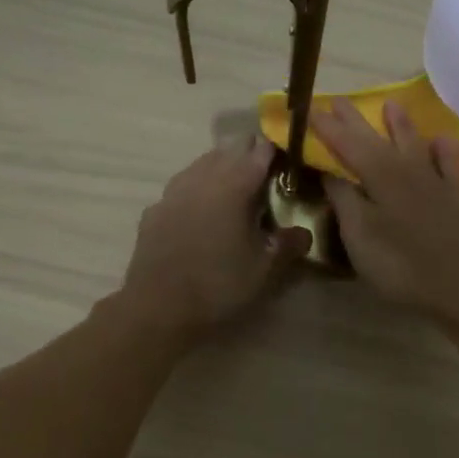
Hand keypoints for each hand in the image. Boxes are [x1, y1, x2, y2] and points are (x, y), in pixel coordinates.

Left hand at [120, 139, 310, 338]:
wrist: (158, 308)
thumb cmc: (219, 285)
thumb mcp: (265, 270)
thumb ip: (289, 245)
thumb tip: (304, 232)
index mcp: (234, 185)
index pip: (259, 150)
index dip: (276, 150)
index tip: (288, 160)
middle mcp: (203, 178)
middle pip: (229, 149)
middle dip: (249, 154)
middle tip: (266, 174)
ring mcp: (173, 191)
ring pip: (202, 164)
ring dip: (221, 167)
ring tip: (234, 187)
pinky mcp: (154, 210)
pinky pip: (181, 187)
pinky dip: (196, 189)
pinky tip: (200, 210)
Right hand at [311, 100, 458, 315]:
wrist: (457, 284)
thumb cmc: (399, 262)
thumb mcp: (359, 234)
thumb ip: (344, 199)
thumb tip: (330, 172)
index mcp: (379, 175)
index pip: (347, 145)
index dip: (327, 128)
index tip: (309, 110)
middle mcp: (407, 169)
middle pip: (377, 139)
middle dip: (356, 120)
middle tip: (339, 100)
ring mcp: (434, 181)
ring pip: (415, 144)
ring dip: (401, 125)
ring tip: (391, 104)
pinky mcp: (455, 198)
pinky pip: (449, 165)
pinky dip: (445, 151)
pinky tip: (442, 141)